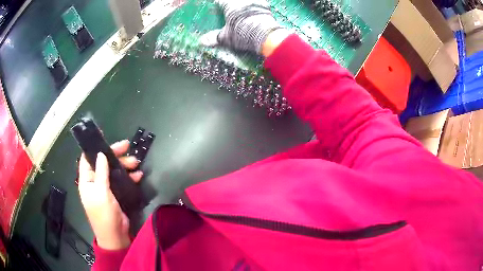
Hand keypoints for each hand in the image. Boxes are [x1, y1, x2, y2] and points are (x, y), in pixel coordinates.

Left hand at [78, 140, 142, 249]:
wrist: (115, 236)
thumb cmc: (104, 215)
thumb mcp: (101, 193)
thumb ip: (101, 173)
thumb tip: (101, 154)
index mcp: (87, 180)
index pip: (87, 158)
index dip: (94, 147)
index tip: (104, 136)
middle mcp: (95, 182)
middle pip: (103, 162)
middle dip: (115, 154)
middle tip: (128, 146)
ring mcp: (105, 188)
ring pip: (113, 170)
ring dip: (124, 165)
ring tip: (137, 163)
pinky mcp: (115, 194)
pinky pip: (121, 181)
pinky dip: (129, 177)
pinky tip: (138, 176)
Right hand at [200, 0, 288, 54]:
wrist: (266, 35)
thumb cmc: (242, 34)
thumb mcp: (226, 37)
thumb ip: (214, 37)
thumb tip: (201, 41)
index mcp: (230, 4)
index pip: (220, 1)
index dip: (218, 3)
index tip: (217, 5)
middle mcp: (242, 0)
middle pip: (234, 0)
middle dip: (230, 3)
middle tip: (230, 7)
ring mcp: (255, 2)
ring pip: (248, 0)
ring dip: (244, 3)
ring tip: (243, 7)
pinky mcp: (265, 7)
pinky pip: (259, 2)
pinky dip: (256, 5)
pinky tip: (255, 9)